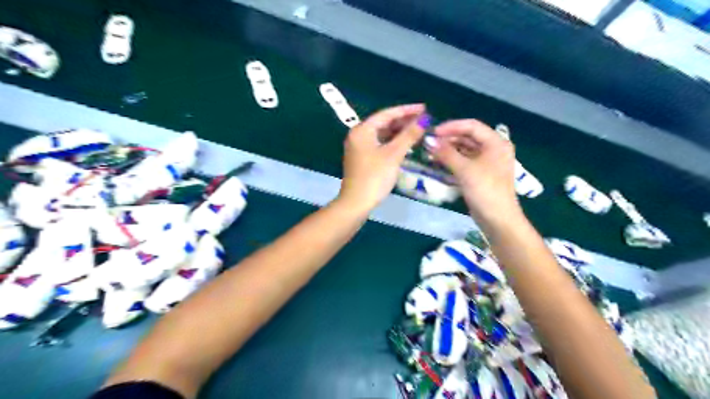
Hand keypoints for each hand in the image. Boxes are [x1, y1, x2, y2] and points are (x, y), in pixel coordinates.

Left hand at [338, 104, 426, 213]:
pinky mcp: (362, 159)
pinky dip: (392, 143)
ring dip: (399, 133)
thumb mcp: (393, 155)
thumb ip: (409, 136)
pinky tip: (405, 146)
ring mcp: (359, 148)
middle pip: (383, 123)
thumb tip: (424, 120)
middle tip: (423, 121)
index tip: (424, 108)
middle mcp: (358, 135)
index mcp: (362, 130)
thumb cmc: (374, 177)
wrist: (356, 203)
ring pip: (382, 135)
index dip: (406, 110)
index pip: (386, 114)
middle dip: (403, 121)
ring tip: (417, 131)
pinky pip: (380, 144)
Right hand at [427, 119, 519, 224]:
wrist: (498, 219)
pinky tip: (439, 162)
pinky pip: (465, 161)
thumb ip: (446, 153)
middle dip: (449, 138)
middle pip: (468, 136)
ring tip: (431, 152)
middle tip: (429, 143)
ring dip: (449, 149)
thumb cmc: (485, 190)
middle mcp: (493, 149)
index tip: (433, 132)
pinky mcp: (481, 174)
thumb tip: (428, 141)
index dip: (451, 127)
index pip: (471, 126)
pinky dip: (453, 160)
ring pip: (466, 149)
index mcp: (496, 143)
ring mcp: (487, 162)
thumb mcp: (465, 170)